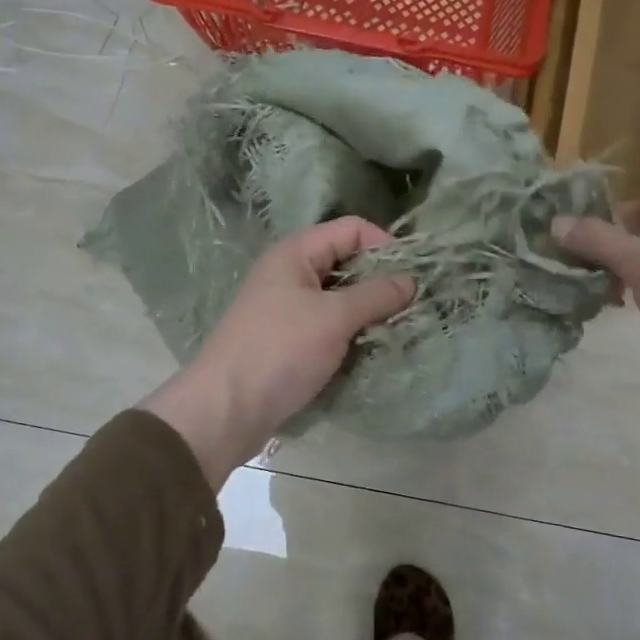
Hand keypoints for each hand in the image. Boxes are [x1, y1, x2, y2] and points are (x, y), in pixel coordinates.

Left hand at [140, 218, 414, 486]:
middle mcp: (289, 273)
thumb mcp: (334, 318)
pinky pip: (328, 325)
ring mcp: (286, 308)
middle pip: (346, 262)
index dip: (385, 244)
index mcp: (295, 253)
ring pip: (339, 297)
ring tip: (397, 329)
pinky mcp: (288, 340)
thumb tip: (411, 280)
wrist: (225, 410)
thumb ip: (376, 295)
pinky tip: (370, 349)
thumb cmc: (279, 351)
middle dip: (380, 280)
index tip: (413, 275)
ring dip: (368, 310)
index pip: (351, 229)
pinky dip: (351, 333)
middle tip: (412, 305)